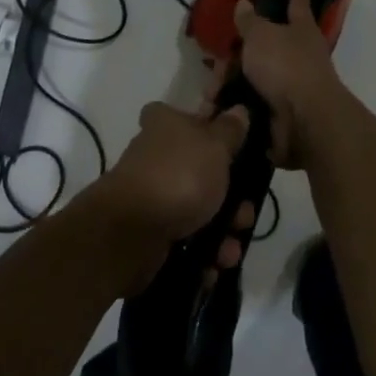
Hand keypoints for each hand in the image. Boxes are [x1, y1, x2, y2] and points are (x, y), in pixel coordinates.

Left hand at [86, 101, 256, 292]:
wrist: (130, 233)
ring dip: (222, 231)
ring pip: (198, 209)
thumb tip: (239, 110)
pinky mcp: (150, 233)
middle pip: (202, 170)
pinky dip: (202, 254)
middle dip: (231, 197)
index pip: (186, 117)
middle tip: (244, 214)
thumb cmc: (178, 176)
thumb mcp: (215, 145)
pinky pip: (185, 240)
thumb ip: (230, 129)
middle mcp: (157, 157)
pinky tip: (214, 266)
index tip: (234, 148)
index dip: (211, 130)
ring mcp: (153, 196)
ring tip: (230, 250)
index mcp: (166, 125)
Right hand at [231, 0, 345, 169]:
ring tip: (210, 94)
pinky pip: (250, 104)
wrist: (304, 121)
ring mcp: (291, 86)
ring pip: (253, 78)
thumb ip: (250, 21)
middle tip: (216, 64)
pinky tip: (215, 110)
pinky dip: (234, 107)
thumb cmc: (286, 66)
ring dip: (229, 85)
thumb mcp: (262, 35)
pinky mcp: (280, 114)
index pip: (297, 3)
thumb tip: (244, 4)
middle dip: (236, 56)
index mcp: (301, 29)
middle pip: (263, 48)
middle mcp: (300, 55)